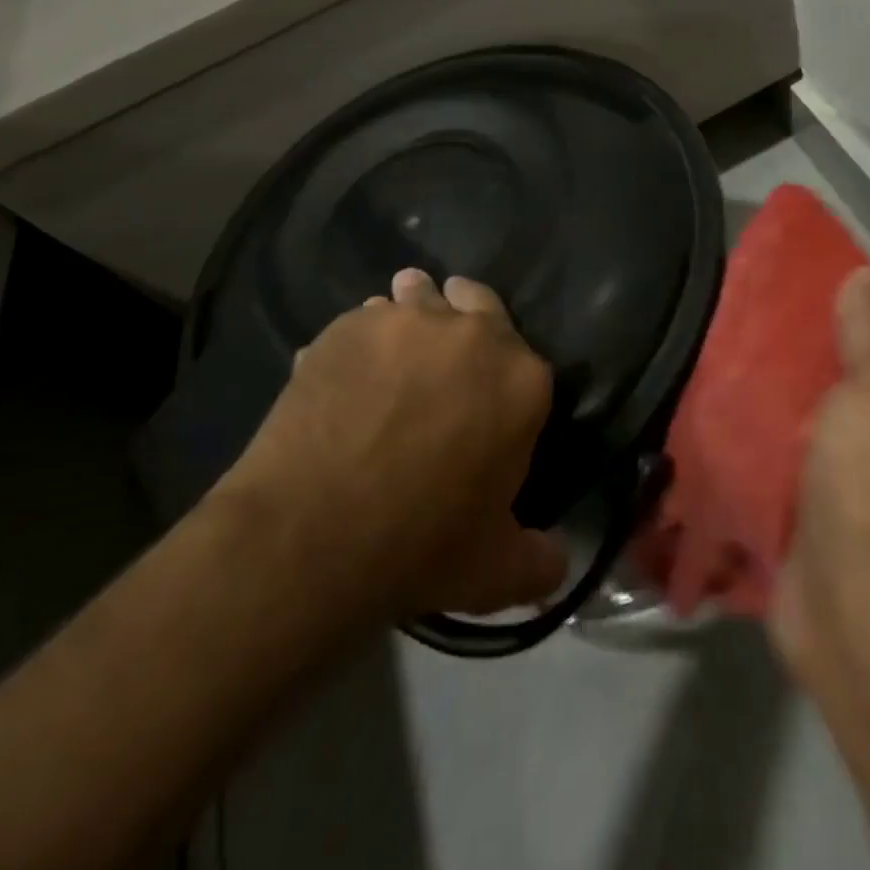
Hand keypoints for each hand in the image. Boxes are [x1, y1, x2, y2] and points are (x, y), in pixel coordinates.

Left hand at [221, 268, 566, 620]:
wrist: (311, 536)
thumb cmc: (420, 548)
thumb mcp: (496, 572)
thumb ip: (540, 561)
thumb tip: (558, 562)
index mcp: (523, 380)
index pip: (528, 360)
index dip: (506, 379)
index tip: (486, 399)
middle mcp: (474, 334)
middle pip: (477, 301)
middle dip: (464, 316)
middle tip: (444, 356)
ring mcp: (409, 321)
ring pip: (417, 297)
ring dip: (412, 313)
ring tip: (392, 351)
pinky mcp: (351, 325)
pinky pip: (364, 321)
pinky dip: (362, 339)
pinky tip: (344, 371)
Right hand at [770, 267, 869, 721]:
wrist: (865, 630)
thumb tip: (867, 277)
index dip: (852, 296)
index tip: (793, 274)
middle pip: (855, 363)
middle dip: (806, 338)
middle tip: (745, 306)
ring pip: (820, 404)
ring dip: (780, 381)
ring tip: (725, 341)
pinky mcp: (826, 504)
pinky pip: (792, 446)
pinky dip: (765, 426)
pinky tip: (725, 399)